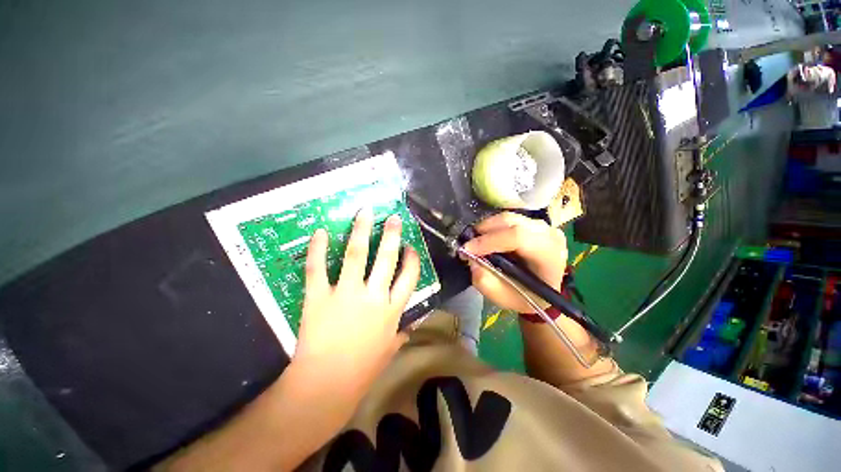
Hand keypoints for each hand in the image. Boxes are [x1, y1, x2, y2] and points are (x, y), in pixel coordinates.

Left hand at [292, 207, 420, 403]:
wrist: (325, 386)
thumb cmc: (361, 371)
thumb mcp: (387, 352)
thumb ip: (400, 336)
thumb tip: (409, 328)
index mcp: (391, 309)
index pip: (409, 277)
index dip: (412, 259)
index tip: (411, 246)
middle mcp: (373, 296)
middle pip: (386, 259)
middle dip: (392, 236)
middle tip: (393, 218)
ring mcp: (346, 294)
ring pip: (357, 255)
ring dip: (361, 232)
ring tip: (364, 213)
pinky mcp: (320, 297)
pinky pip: (318, 268)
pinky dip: (319, 249)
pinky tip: (321, 232)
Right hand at [463, 212, 567, 312]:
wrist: (544, 294)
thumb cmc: (526, 298)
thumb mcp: (503, 298)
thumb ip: (485, 281)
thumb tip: (471, 260)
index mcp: (549, 255)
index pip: (517, 236)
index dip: (488, 241)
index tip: (466, 249)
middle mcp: (549, 234)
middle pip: (510, 222)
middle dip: (483, 231)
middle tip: (467, 244)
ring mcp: (544, 226)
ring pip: (508, 217)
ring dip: (486, 228)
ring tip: (475, 242)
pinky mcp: (535, 223)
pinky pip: (509, 219)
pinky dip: (493, 227)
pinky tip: (487, 238)